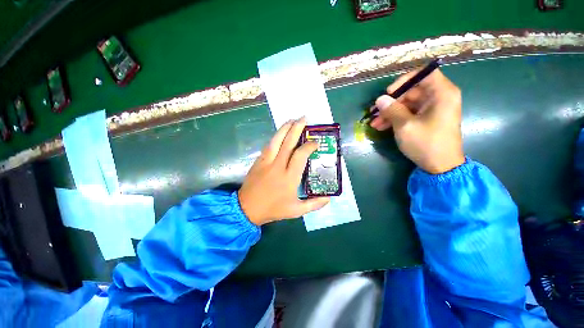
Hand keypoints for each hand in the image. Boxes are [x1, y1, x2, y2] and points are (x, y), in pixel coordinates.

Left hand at [238, 117, 330, 225]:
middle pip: (288, 143)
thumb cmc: (273, 209)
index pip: (300, 155)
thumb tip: (329, 198)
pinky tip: (280, 134)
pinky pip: (268, 146)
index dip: (309, 146)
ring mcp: (266, 162)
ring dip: (284, 128)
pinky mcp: (258, 161)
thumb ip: (314, 204)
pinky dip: (275, 138)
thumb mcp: (296, 211)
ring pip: (276, 141)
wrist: (247, 208)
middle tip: (304, 118)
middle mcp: (278, 166)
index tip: (316, 142)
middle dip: (297, 128)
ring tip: (292, 120)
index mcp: (289, 177)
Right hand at [370, 68, 464, 173]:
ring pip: (407, 104)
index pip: (424, 74)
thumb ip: (392, 109)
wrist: (440, 166)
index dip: (404, 80)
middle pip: (412, 91)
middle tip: (374, 112)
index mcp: (441, 93)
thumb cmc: (426, 143)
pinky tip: (381, 127)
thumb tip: (380, 99)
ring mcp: (432, 109)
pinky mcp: (427, 119)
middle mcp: (439, 98)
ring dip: (390, 112)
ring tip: (374, 123)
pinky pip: (409, 113)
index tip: (389, 93)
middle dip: (391, 102)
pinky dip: (396, 119)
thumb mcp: (405, 125)